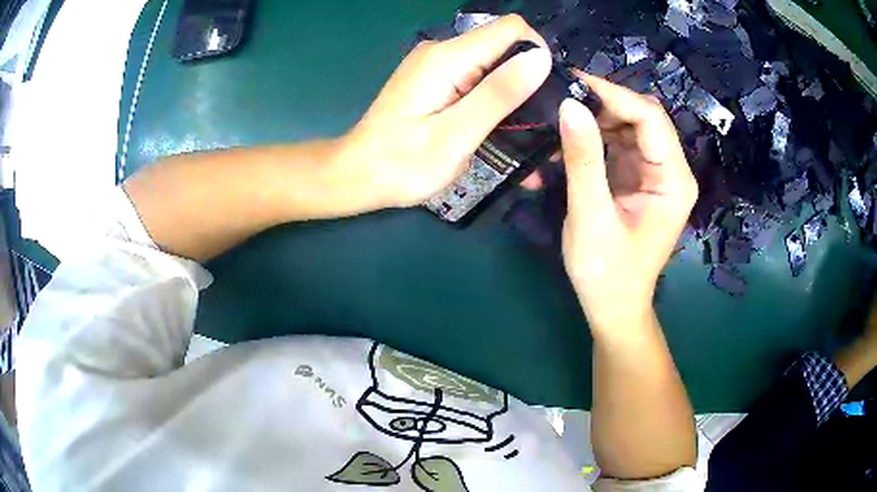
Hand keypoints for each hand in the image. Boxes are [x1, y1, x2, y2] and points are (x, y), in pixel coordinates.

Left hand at [338, 15, 550, 207]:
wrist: (356, 175)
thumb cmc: (402, 163)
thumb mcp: (457, 134)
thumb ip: (498, 94)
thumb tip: (540, 59)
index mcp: (449, 57)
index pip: (512, 29)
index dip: (539, 53)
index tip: (550, 92)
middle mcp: (442, 51)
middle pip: (503, 45)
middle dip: (529, 77)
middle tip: (544, 121)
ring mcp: (435, 65)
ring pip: (491, 63)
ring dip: (512, 92)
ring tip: (526, 131)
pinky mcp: (433, 81)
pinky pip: (474, 78)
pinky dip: (492, 97)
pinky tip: (499, 126)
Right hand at [559, 74, 697, 331]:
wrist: (613, 308)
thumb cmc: (607, 273)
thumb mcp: (591, 217)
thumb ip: (583, 159)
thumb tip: (569, 105)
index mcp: (673, 180)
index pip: (650, 118)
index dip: (613, 95)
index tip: (571, 82)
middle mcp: (670, 170)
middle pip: (642, 117)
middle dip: (603, 103)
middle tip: (559, 96)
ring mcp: (654, 173)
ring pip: (628, 126)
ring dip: (595, 118)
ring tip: (558, 115)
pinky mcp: (637, 178)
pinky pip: (618, 143)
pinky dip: (593, 137)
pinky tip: (567, 139)